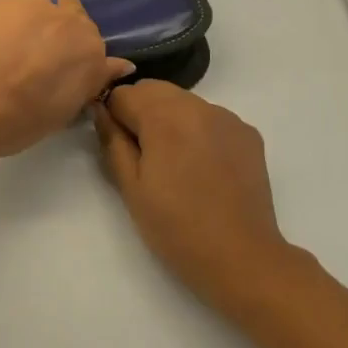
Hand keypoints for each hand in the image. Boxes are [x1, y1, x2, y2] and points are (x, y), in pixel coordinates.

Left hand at [0, 0, 135, 168]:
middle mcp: (65, 16)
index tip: (56, 68)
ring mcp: (28, 1)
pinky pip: (4, 5)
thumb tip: (120, 64)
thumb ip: (90, 82)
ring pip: (33, 7)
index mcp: (88, 48)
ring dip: (25, 22)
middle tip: (29, 58)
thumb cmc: (16, 121)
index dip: (72, 54)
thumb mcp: (62, 113)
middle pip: (67, 15)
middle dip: (52, 32)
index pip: (91, 41)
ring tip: (0, 51)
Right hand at [93, 81, 296, 312]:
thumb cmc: (176, 227)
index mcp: (165, 116)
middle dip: (141, 111)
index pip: (124, 94)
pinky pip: (211, 118)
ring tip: (174, 162)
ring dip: (170, 118)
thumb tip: (100, 110)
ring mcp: (228, 118)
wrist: (241, 257)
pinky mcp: (248, 133)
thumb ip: (112, 141)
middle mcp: (198, 106)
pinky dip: (198, 130)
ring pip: (184, 102)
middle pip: (155, 90)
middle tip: (142, 155)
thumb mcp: (131, 188)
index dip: (113, 116)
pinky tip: (202, 166)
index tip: (117, 144)